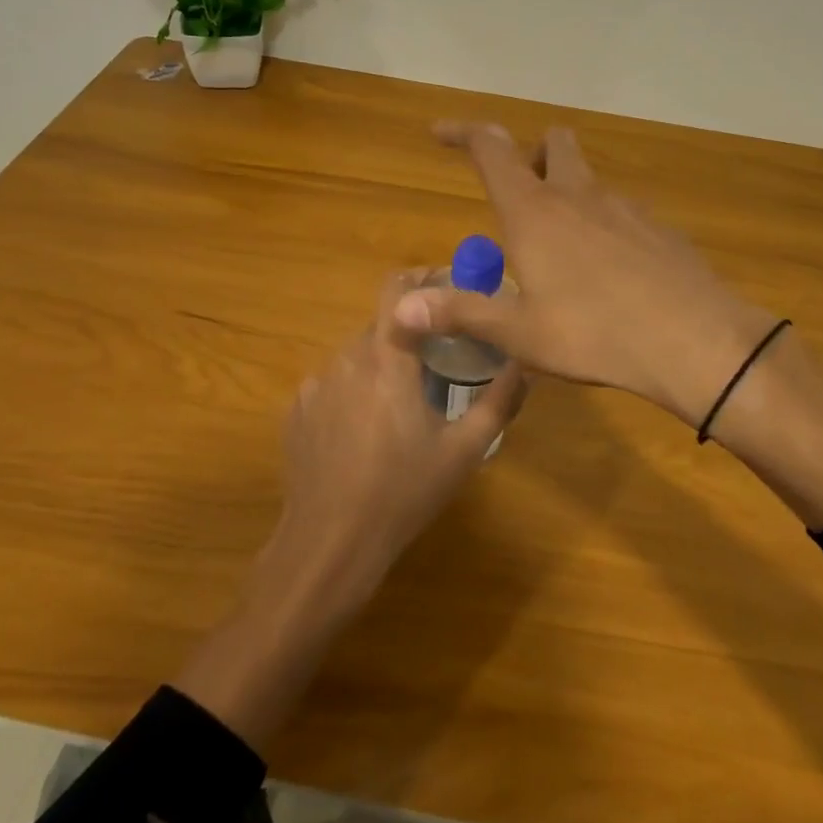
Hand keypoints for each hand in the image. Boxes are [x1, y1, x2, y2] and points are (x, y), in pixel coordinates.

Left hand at [175, 270, 526, 749]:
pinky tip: (363, 435)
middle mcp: (345, 359)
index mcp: (386, 360)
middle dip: (409, 336)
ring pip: (355, 356)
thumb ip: (499, 401)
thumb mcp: (464, 451)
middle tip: (436, 365)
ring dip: (381, 367)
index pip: (398, 289)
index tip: (448, 287)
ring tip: (401, 409)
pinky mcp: (296, 410)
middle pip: (380, 326)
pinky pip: (331, 385)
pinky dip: (352, 393)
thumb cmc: (403, 494)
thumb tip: (525, 364)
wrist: (330, 544)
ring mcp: (314, 385)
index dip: (422, 277)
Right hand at [393, 123, 775, 426]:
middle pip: (553, 142)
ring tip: (559, 248)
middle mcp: (579, 195)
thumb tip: (399, 309)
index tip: (440, 132)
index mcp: (535, 211)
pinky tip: (608, 272)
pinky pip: (621, 212)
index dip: (463, 133)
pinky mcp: (659, 228)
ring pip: (589, 178)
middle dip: (530, 152)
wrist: (694, 341)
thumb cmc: (594, 334)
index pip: (491, 149)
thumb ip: (460, 313)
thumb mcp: (519, 333)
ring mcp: (625, 207)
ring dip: (568, 192)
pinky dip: (603, 224)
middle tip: (518, 191)